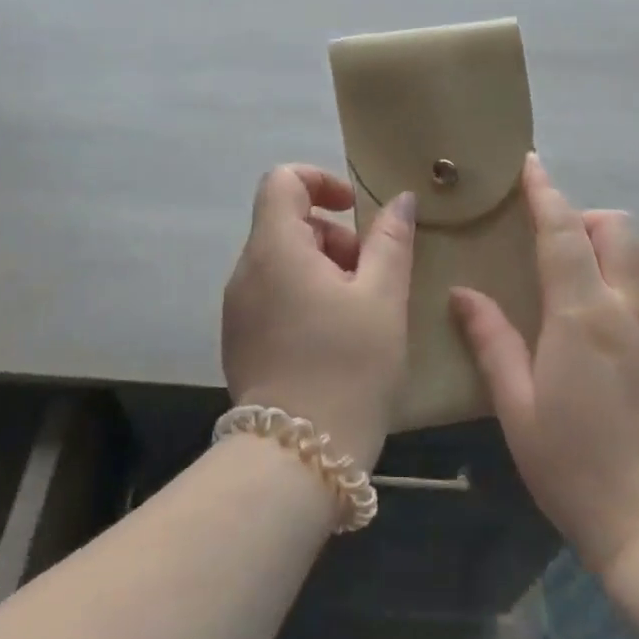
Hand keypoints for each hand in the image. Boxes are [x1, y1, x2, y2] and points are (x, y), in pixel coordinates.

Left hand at [222, 165, 415, 468]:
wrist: (296, 459)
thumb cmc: (348, 367)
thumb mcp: (383, 298)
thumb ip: (391, 240)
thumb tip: (400, 199)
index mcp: (275, 248)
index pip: (282, 180)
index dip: (321, 181)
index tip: (355, 210)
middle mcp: (246, 270)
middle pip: (287, 223)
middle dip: (334, 236)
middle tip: (371, 276)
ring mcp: (237, 308)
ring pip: (283, 261)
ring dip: (323, 269)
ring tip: (360, 312)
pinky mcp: (239, 340)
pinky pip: (273, 295)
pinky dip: (305, 296)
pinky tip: (335, 338)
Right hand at [451, 154, 638, 577]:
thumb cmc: (572, 465)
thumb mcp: (515, 405)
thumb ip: (491, 340)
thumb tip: (462, 293)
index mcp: (580, 314)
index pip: (561, 230)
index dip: (544, 191)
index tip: (530, 165)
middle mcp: (628, 306)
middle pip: (612, 228)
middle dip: (581, 217)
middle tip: (555, 238)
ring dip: (618, 244)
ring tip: (595, 266)